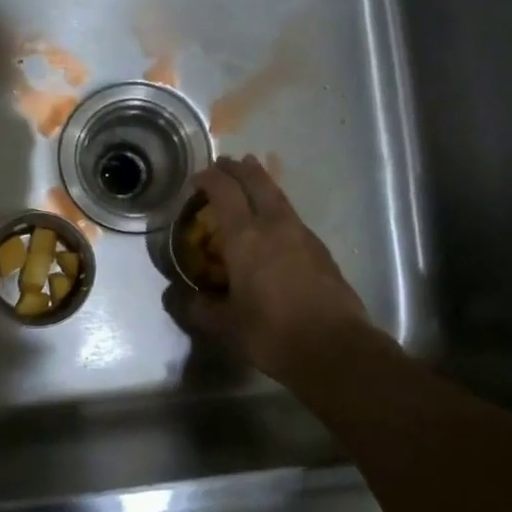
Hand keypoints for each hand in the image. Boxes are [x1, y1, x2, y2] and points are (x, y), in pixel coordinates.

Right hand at [163, 155, 371, 383]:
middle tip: (225, 162)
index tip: (197, 177)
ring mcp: (302, 235)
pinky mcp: (320, 250)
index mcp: (246, 238)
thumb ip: (198, 309)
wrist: (334, 348)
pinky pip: (292, 216)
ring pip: (278, 196)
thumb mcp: (225, 326)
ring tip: (251, 178)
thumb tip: (177, 297)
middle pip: (257, 182)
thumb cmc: (272, 334)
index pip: (224, 193)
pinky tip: (274, 223)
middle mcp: (274, 226)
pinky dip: (276, 207)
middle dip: (238, 169)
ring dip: (261, 183)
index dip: (209, 179)